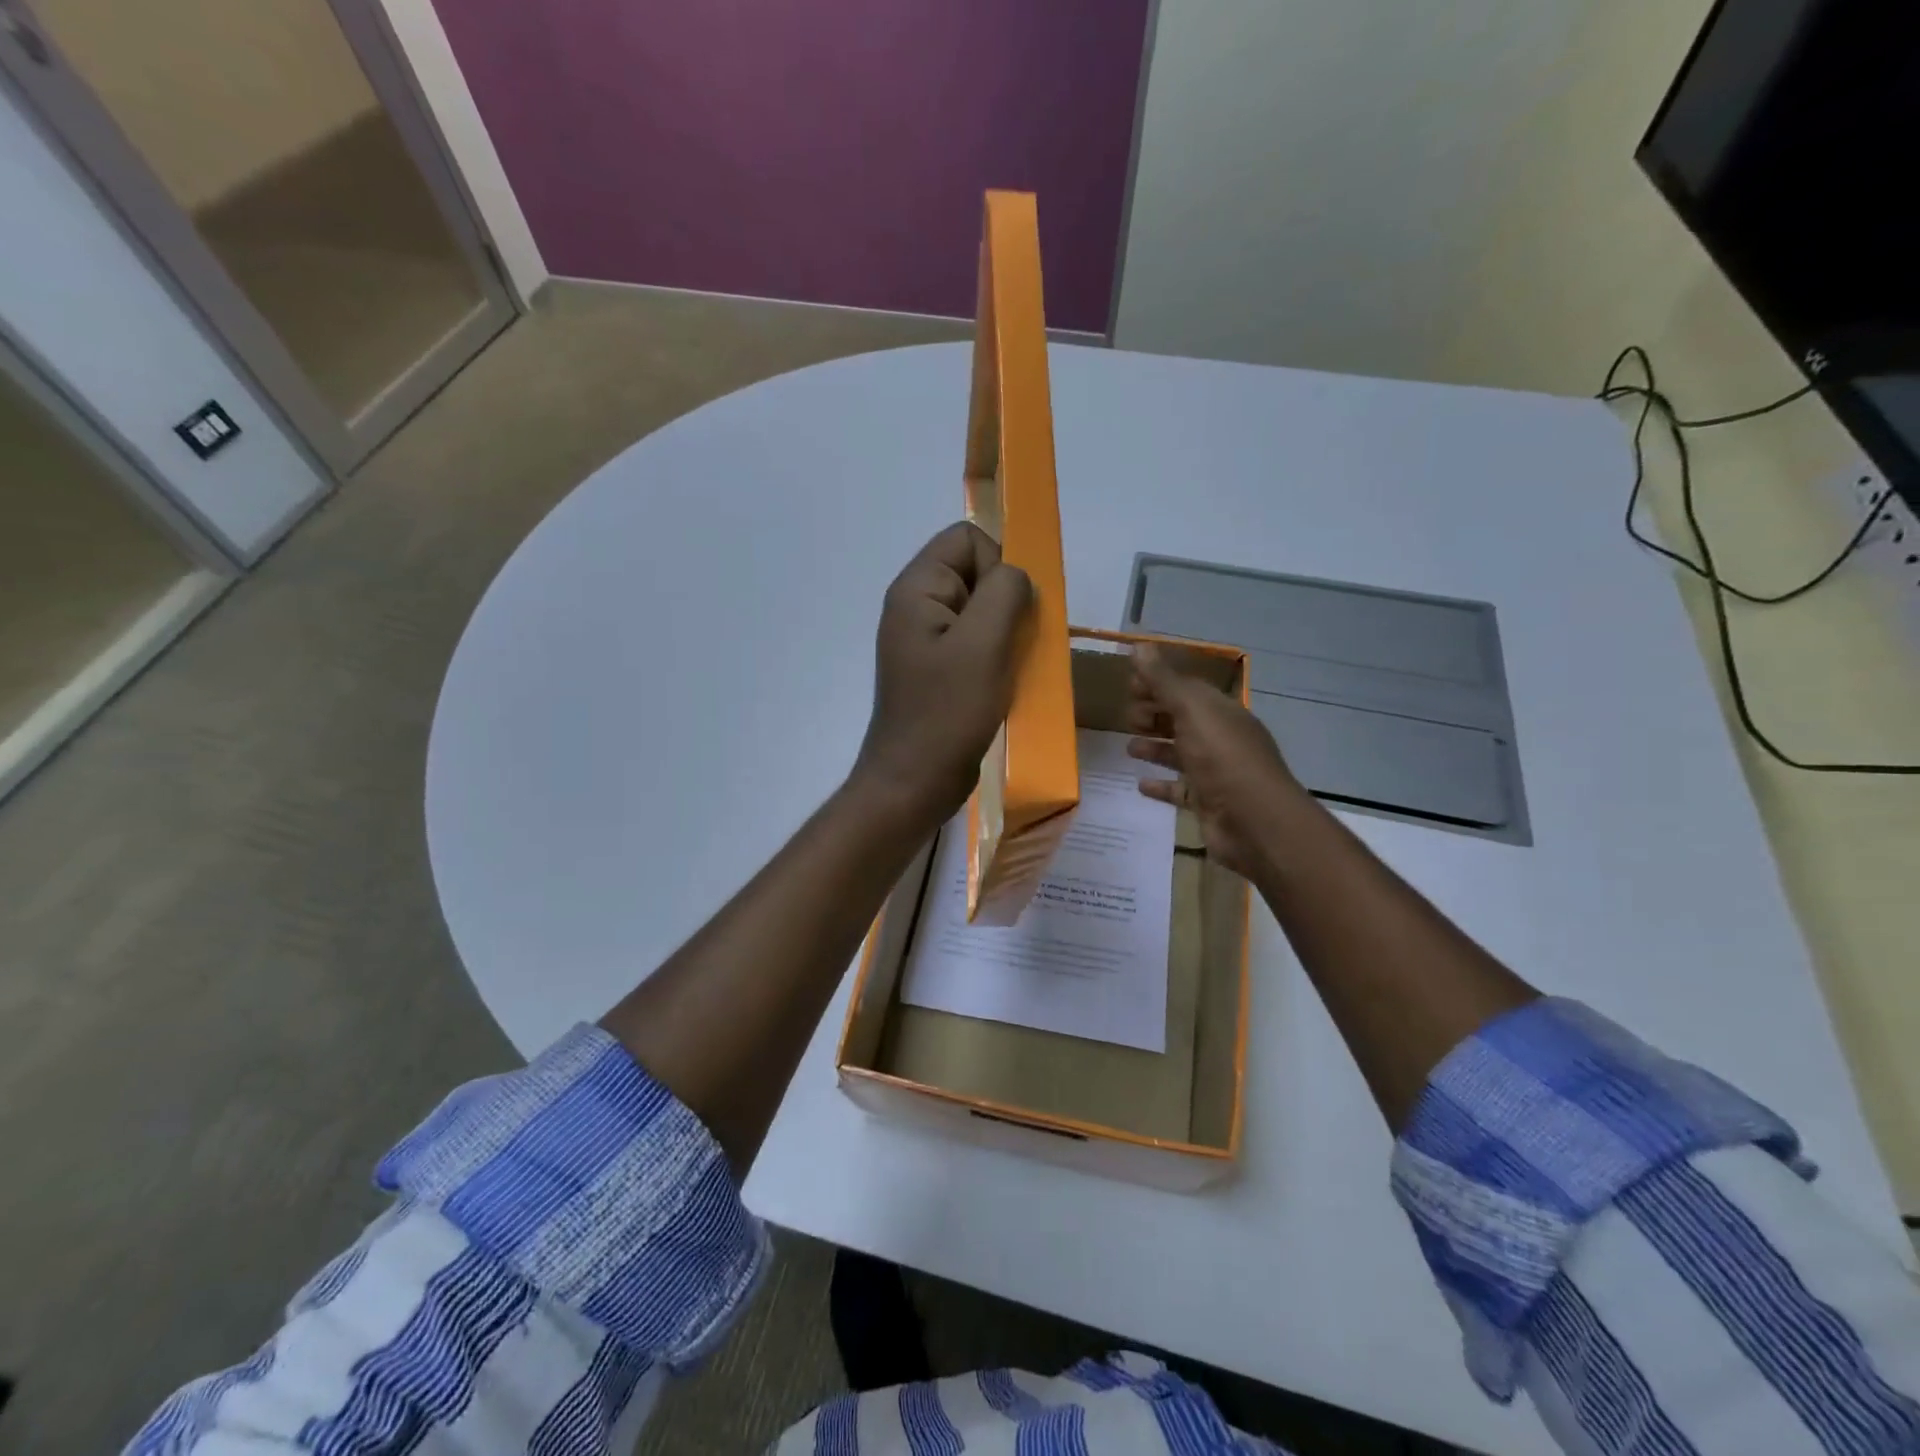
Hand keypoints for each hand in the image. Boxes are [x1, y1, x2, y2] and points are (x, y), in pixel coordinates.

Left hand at [852, 522, 1032, 829]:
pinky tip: (1001, 685)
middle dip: (1005, 603)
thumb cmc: (948, 713)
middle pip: (975, 573)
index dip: (997, 565)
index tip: (1006, 613)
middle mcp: (916, 607)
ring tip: (1007, 669)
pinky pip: (976, 644)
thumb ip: (1005, 592)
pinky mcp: (938, 670)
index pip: (967, 538)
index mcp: (917, 589)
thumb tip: (1017, 575)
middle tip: (1009, 646)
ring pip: (981, 612)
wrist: (914, 782)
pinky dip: (996, 657)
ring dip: (1005, 634)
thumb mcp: (984, 644)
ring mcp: (926, 641)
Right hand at [1126, 642, 1306, 881]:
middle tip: (1127, 716)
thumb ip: (1163, 681)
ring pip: (1180, 753)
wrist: (1254, 822)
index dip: (1158, 683)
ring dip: (1155, 747)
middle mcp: (1220, 738)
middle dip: (1155, 713)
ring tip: (1128, 746)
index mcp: (1221, 711)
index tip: (1128, 685)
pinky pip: (1180, 790)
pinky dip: (1161, 785)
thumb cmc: (1223, 758)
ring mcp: (1215, 772)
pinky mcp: (1207, 803)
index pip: (1186, 688)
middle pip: (1183, 719)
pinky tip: (1140, 784)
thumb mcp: (1191, 711)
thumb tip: (1139, 645)